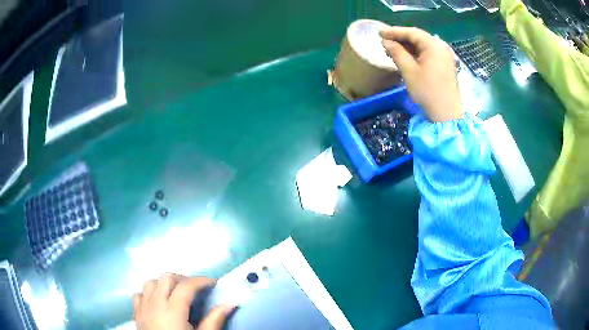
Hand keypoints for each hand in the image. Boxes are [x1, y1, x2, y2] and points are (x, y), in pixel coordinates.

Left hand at [133, 274, 234, 329]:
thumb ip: (214, 320)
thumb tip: (230, 304)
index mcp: (173, 310)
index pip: (186, 286)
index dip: (201, 281)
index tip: (213, 283)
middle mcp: (155, 304)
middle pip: (166, 278)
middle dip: (182, 279)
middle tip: (195, 289)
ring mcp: (143, 308)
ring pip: (150, 283)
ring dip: (163, 284)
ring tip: (175, 294)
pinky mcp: (136, 315)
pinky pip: (139, 295)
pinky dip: (148, 294)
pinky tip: (156, 303)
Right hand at [380, 26, 462, 121]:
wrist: (446, 114)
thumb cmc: (427, 91)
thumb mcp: (409, 71)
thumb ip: (397, 52)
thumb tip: (386, 41)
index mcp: (434, 45)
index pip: (412, 32)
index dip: (394, 31)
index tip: (379, 33)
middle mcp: (441, 47)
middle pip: (418, 37)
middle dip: (401, 39)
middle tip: (384, 41)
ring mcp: (445, 56)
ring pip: (423, 45)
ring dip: (408, 46)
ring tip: (392, 50)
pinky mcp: (445, 64)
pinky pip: (428, 53)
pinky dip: (416, 53)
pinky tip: (405, 57)